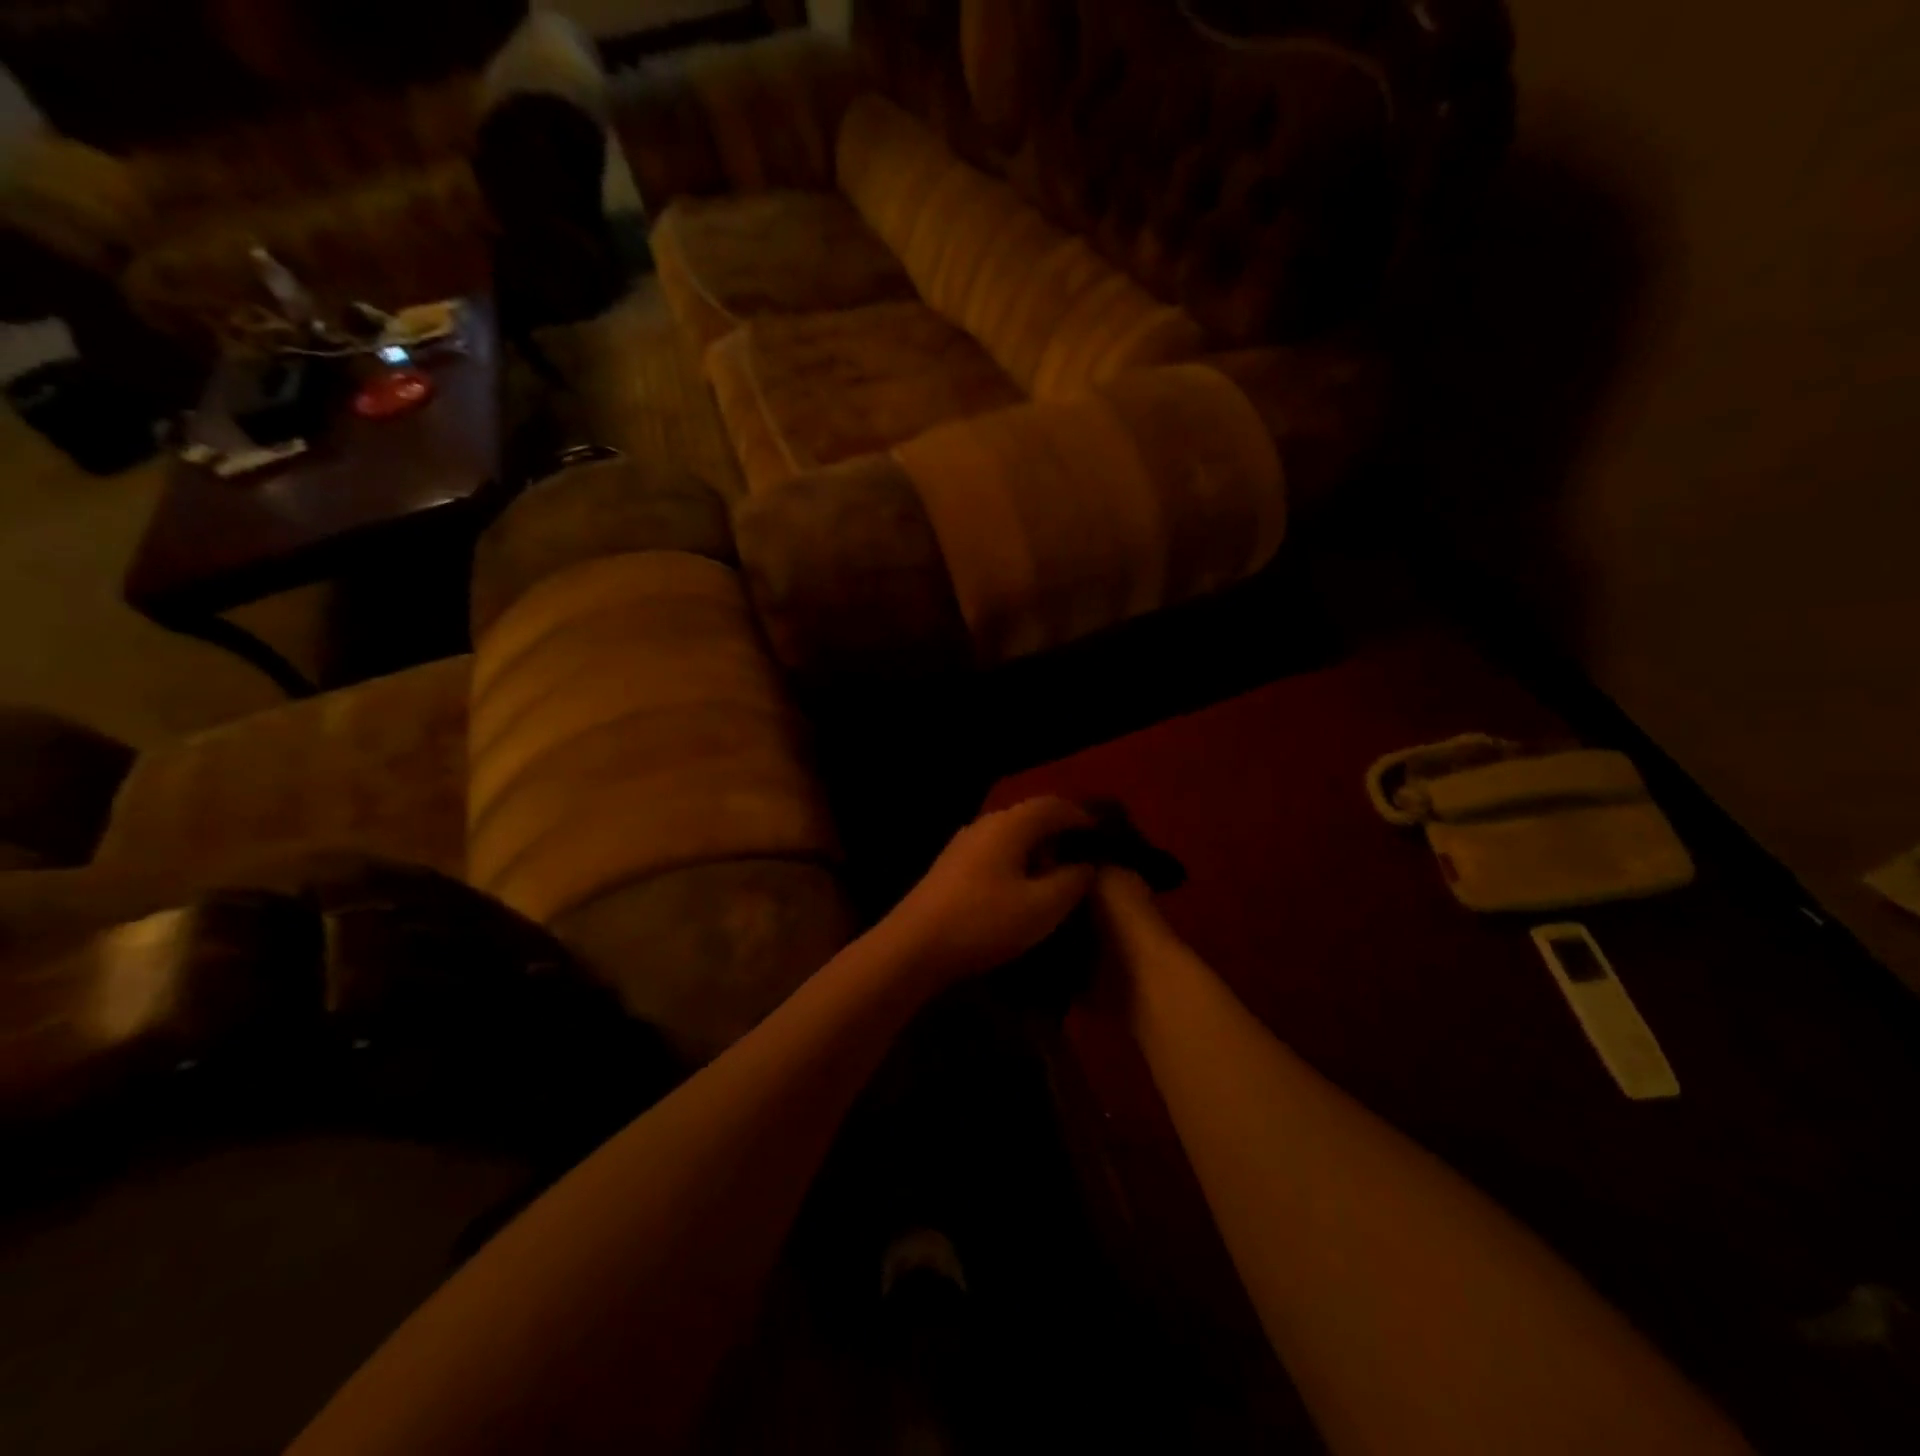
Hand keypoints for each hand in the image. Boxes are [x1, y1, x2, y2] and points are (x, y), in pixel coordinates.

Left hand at [878, 797, 1098, 987]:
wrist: (914, 945)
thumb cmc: (984, 921)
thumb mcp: (1042, 907)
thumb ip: (1072, 881)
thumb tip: (1087, 865)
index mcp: (1010, 825)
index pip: (1054, 805)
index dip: (1082, 817)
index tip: (1104, 837)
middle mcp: (985, 824)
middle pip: (1031, 816)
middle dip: (1060, 832)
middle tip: (1086, 857)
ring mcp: (964, 844)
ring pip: (1011, 835)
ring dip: (1038, 849)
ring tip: (1059, 875)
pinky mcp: (951, 866)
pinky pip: (995, 851)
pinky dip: (1017, 861)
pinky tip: (1023, 888)